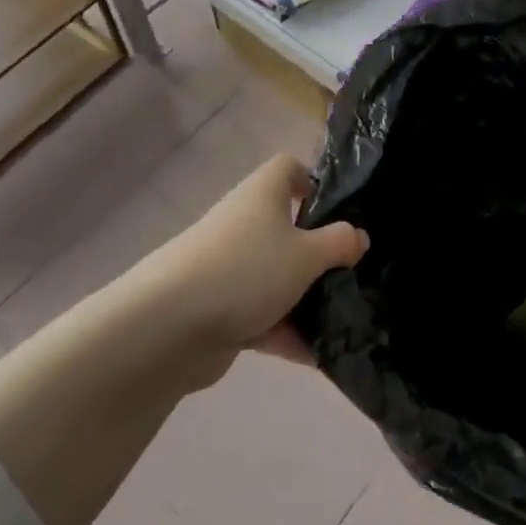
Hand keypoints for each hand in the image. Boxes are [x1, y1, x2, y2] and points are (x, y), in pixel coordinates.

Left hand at [152, 154, 368, 365]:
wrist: (167, 328)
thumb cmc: (246, 270)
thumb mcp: (307, 254)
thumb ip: (339, 244)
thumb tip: (358, 236)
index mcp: (262, 195)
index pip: (288, 168)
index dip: (313, 180)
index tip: (339, 208)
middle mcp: (243, 224)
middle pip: (286, 227)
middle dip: (318, 251)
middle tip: (350, 270)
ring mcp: (228, 268)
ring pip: (276, 276)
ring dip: (305, 298)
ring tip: (345, 319)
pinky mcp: (218, 310)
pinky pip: (261, 316)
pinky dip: (286, 333)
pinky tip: (319, 356)